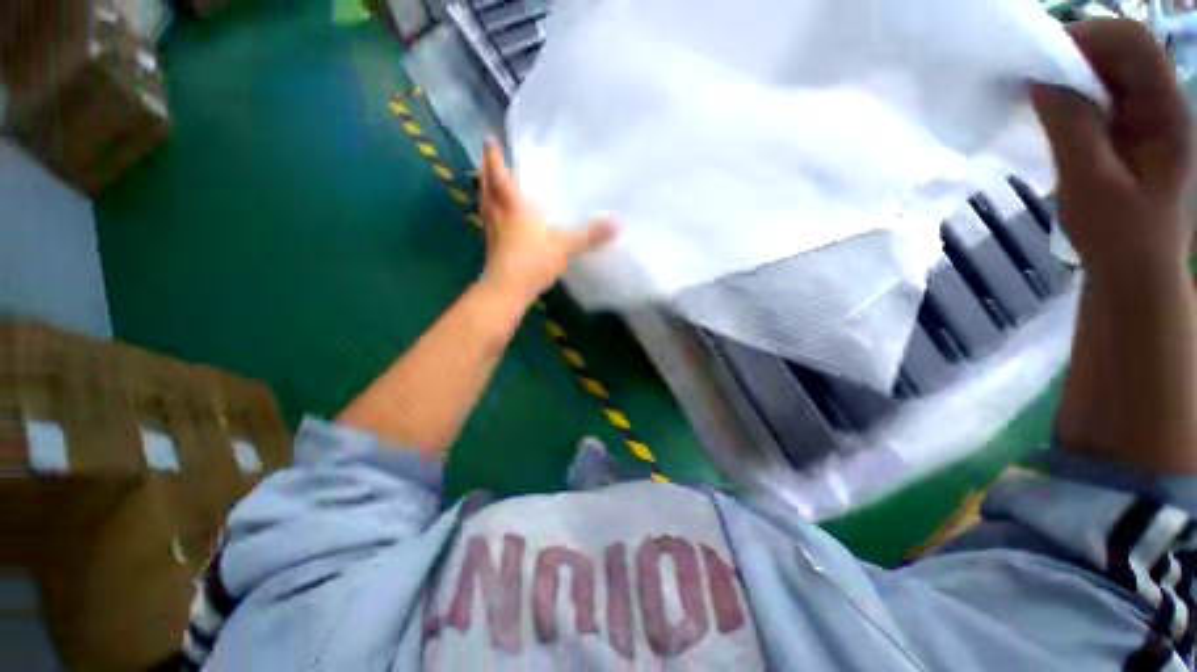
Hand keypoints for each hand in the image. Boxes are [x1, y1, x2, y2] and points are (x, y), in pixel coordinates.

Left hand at [478, 140, 616, 302]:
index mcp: (513, 206)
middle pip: (487, 186)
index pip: (500, 174)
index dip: (494, 156)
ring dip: (486, 190)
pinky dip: (491, 211)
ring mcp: (492, 231)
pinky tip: (500, 219)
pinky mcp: (492, 246)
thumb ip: (590, 235)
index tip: (489, 138)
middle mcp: (498, 214)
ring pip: (485, 203)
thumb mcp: (565, 246)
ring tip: (491, 184)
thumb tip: (619, 223)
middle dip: (487, 170)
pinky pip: (489, 220)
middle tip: (489, 159)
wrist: (507, 290)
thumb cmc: (532, 261)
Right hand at [1031, 20, 1193, 286]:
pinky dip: (1074, 99)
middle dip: (1076, 56)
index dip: (1090, 37)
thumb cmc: (1119, 235)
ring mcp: (1147, 123)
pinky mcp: (1130, 138)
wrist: (1135, 275)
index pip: (1134, 44)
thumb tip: (1041, 81)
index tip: (1042, 59)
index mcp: (1166, 113)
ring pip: (1109, 75)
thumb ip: (1070, 126)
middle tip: (1034, 80)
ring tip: (1039, 100)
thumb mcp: (1091, 181)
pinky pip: (1102, 100)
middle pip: (1121, 54)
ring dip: (1073, 79)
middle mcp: (1162, 107)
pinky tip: (1054, 116)